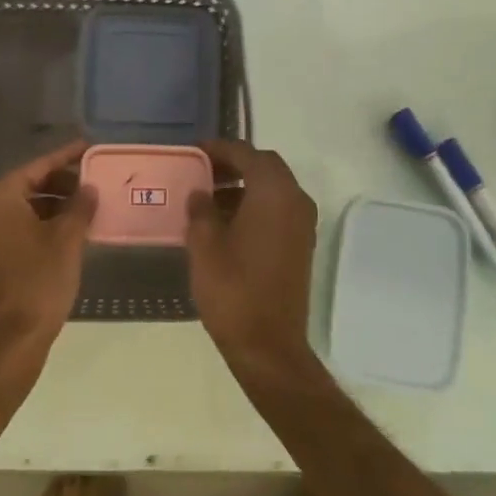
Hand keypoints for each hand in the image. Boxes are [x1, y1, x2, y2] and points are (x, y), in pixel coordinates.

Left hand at [0, 140, 96, 357]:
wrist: (11, 340)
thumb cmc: (39, 282)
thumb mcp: (67, 239)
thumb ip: (80, 206)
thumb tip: (89, 188)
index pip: (37, 167)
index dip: (65, 156)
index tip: (89, 147)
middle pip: (29, 185)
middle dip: (62, 183)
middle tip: (94, 181)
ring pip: (25, 207)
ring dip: (55, 205)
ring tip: (88, 206)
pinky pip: (19, 227)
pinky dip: (43, 223)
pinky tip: (72, 230)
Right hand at [186, 140, 319, 371]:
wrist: (269, 346)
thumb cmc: (233, 289)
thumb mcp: (204, 245)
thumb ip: (200, 209)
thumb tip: (200, 193)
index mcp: (273, 192)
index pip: (246, 153)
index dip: (218, 149)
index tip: (193, 152)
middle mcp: (295, 200)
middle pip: (265, 166)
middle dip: (234, 164)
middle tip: (202, 171)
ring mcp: (303, 223)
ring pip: (273, 187)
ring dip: (244, 185)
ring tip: (208, 198)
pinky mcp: (301, 244)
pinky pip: (278, 208)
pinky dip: (255, 204)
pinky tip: (227, 223)